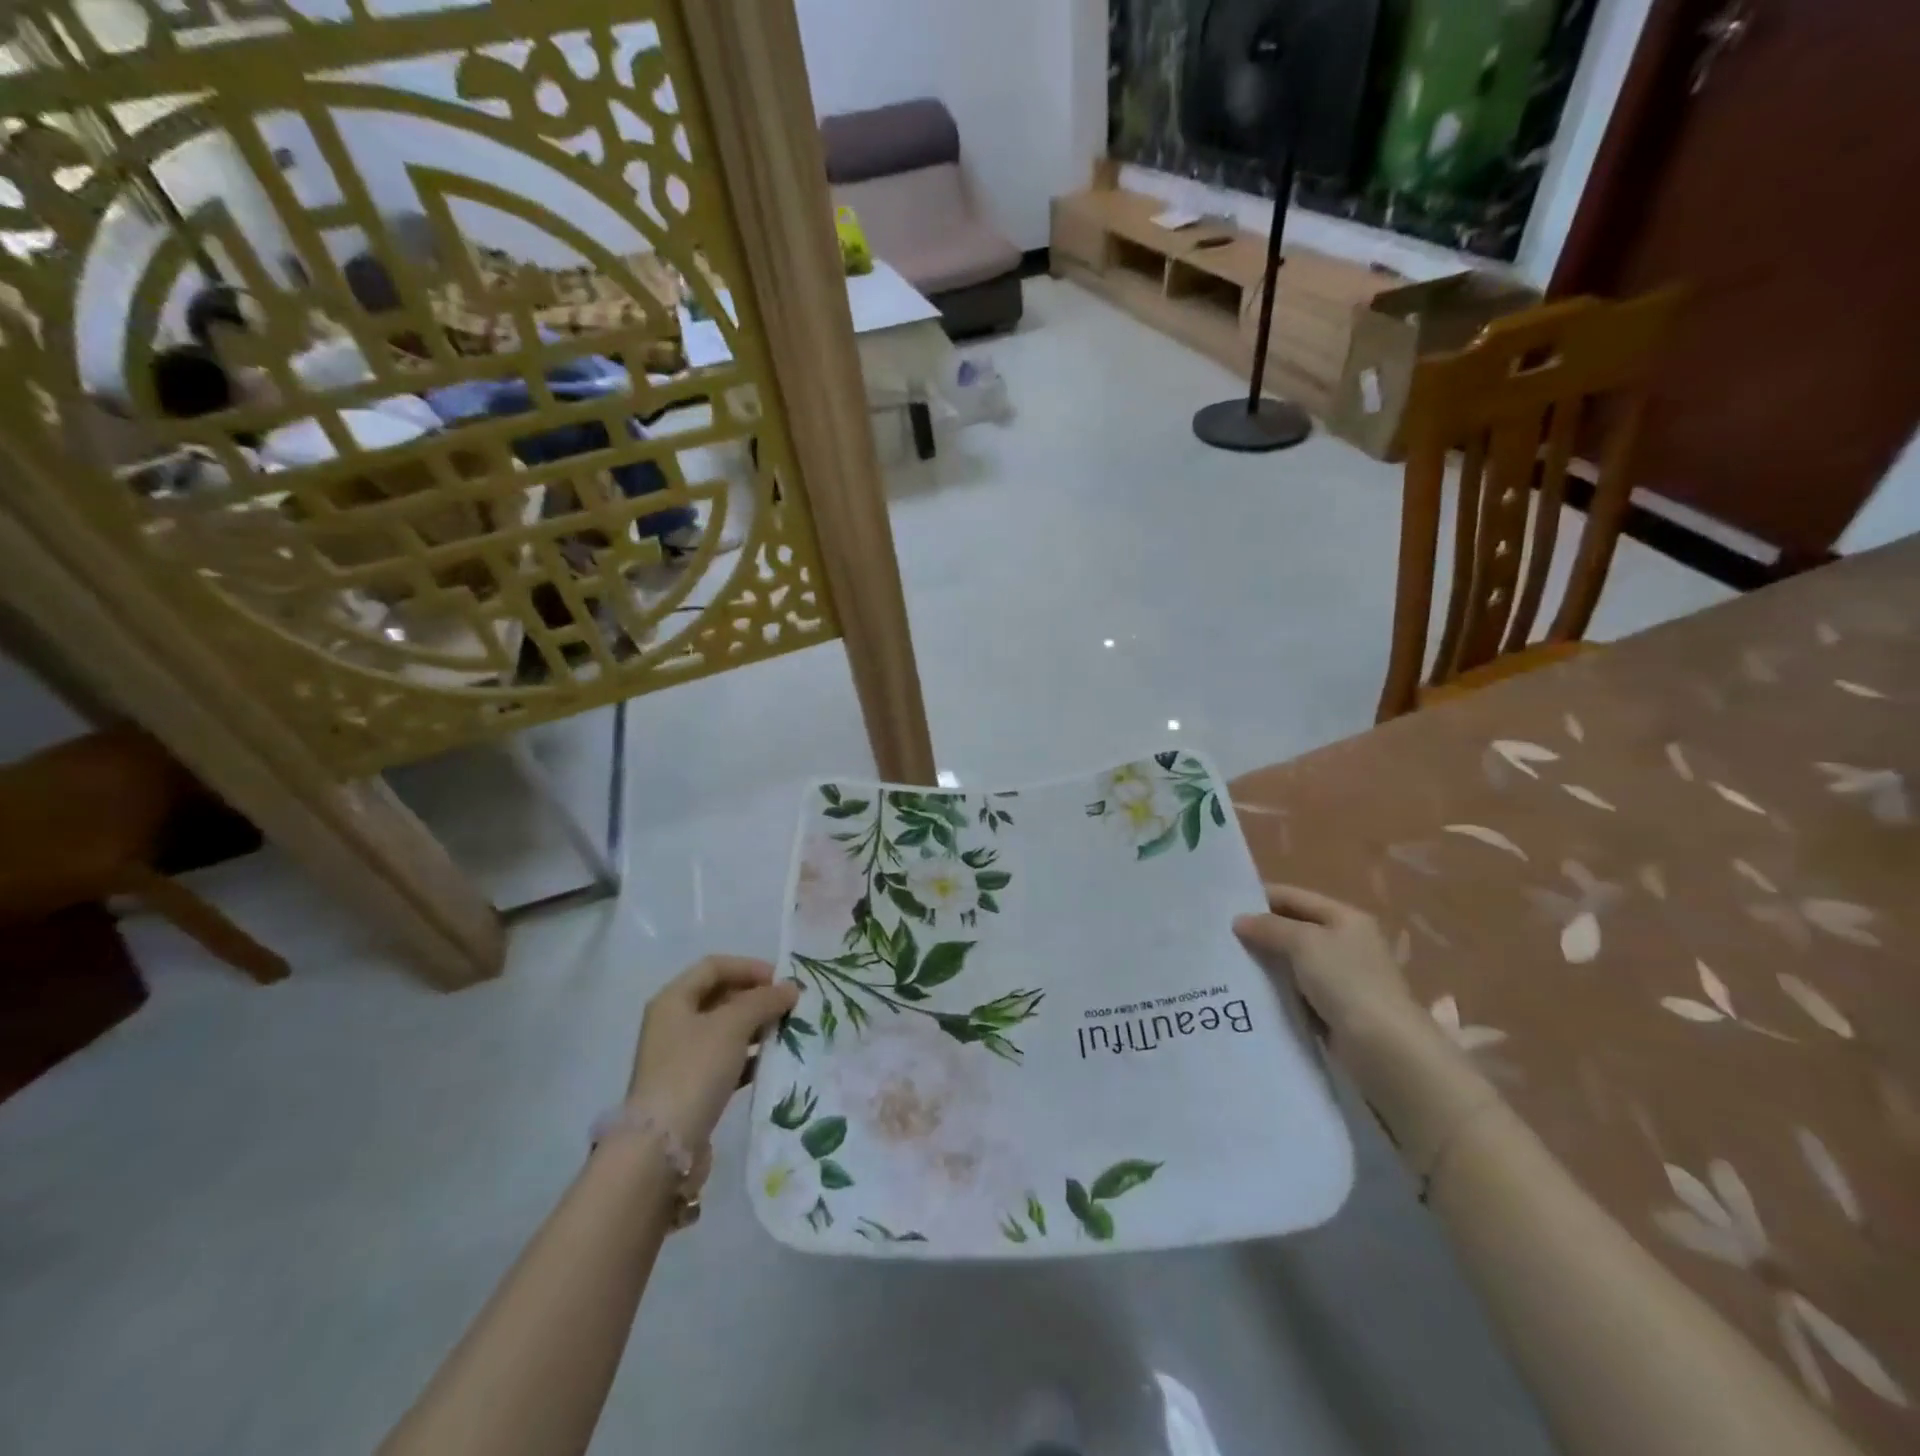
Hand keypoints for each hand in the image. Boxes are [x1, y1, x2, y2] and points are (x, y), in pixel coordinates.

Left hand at [628, 956, 798, 1147]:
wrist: (662, 1147)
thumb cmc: (694, 1070)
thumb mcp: (732, 1025)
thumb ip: (763, 1001)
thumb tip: (790, 988)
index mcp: (673, 1000)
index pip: (715, 966)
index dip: (749, 967)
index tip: (782, 980)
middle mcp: (673, 1023)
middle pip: (720, 997)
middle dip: (757, 998)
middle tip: (790, 1006)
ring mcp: (681, 1058)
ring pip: (726, 1030)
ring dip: (757, 1027)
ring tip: (788, 1032)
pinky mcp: (692, 1088)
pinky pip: (726, 1060)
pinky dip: (749, 1057)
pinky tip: (773, 1062)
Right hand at [1234, 884, 1495, 1173]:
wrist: (1385, 1048)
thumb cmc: (1347, 982)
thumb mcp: (1304, 943)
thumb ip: (1269, 927)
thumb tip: (1239, 921)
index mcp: (1345, 918)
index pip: (1293, 897)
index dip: (1259, 898)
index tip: (1222, 907)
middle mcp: (1345, 943)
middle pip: (1293, 928)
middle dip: (1259, 932)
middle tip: (1218, 936)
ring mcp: (1341, 978)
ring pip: (1292, 961)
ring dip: (1265, 963)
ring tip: (1225, 963)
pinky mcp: (1333, 1009)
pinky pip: (1296, 990)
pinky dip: (1275, 990)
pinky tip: (1248, 992)